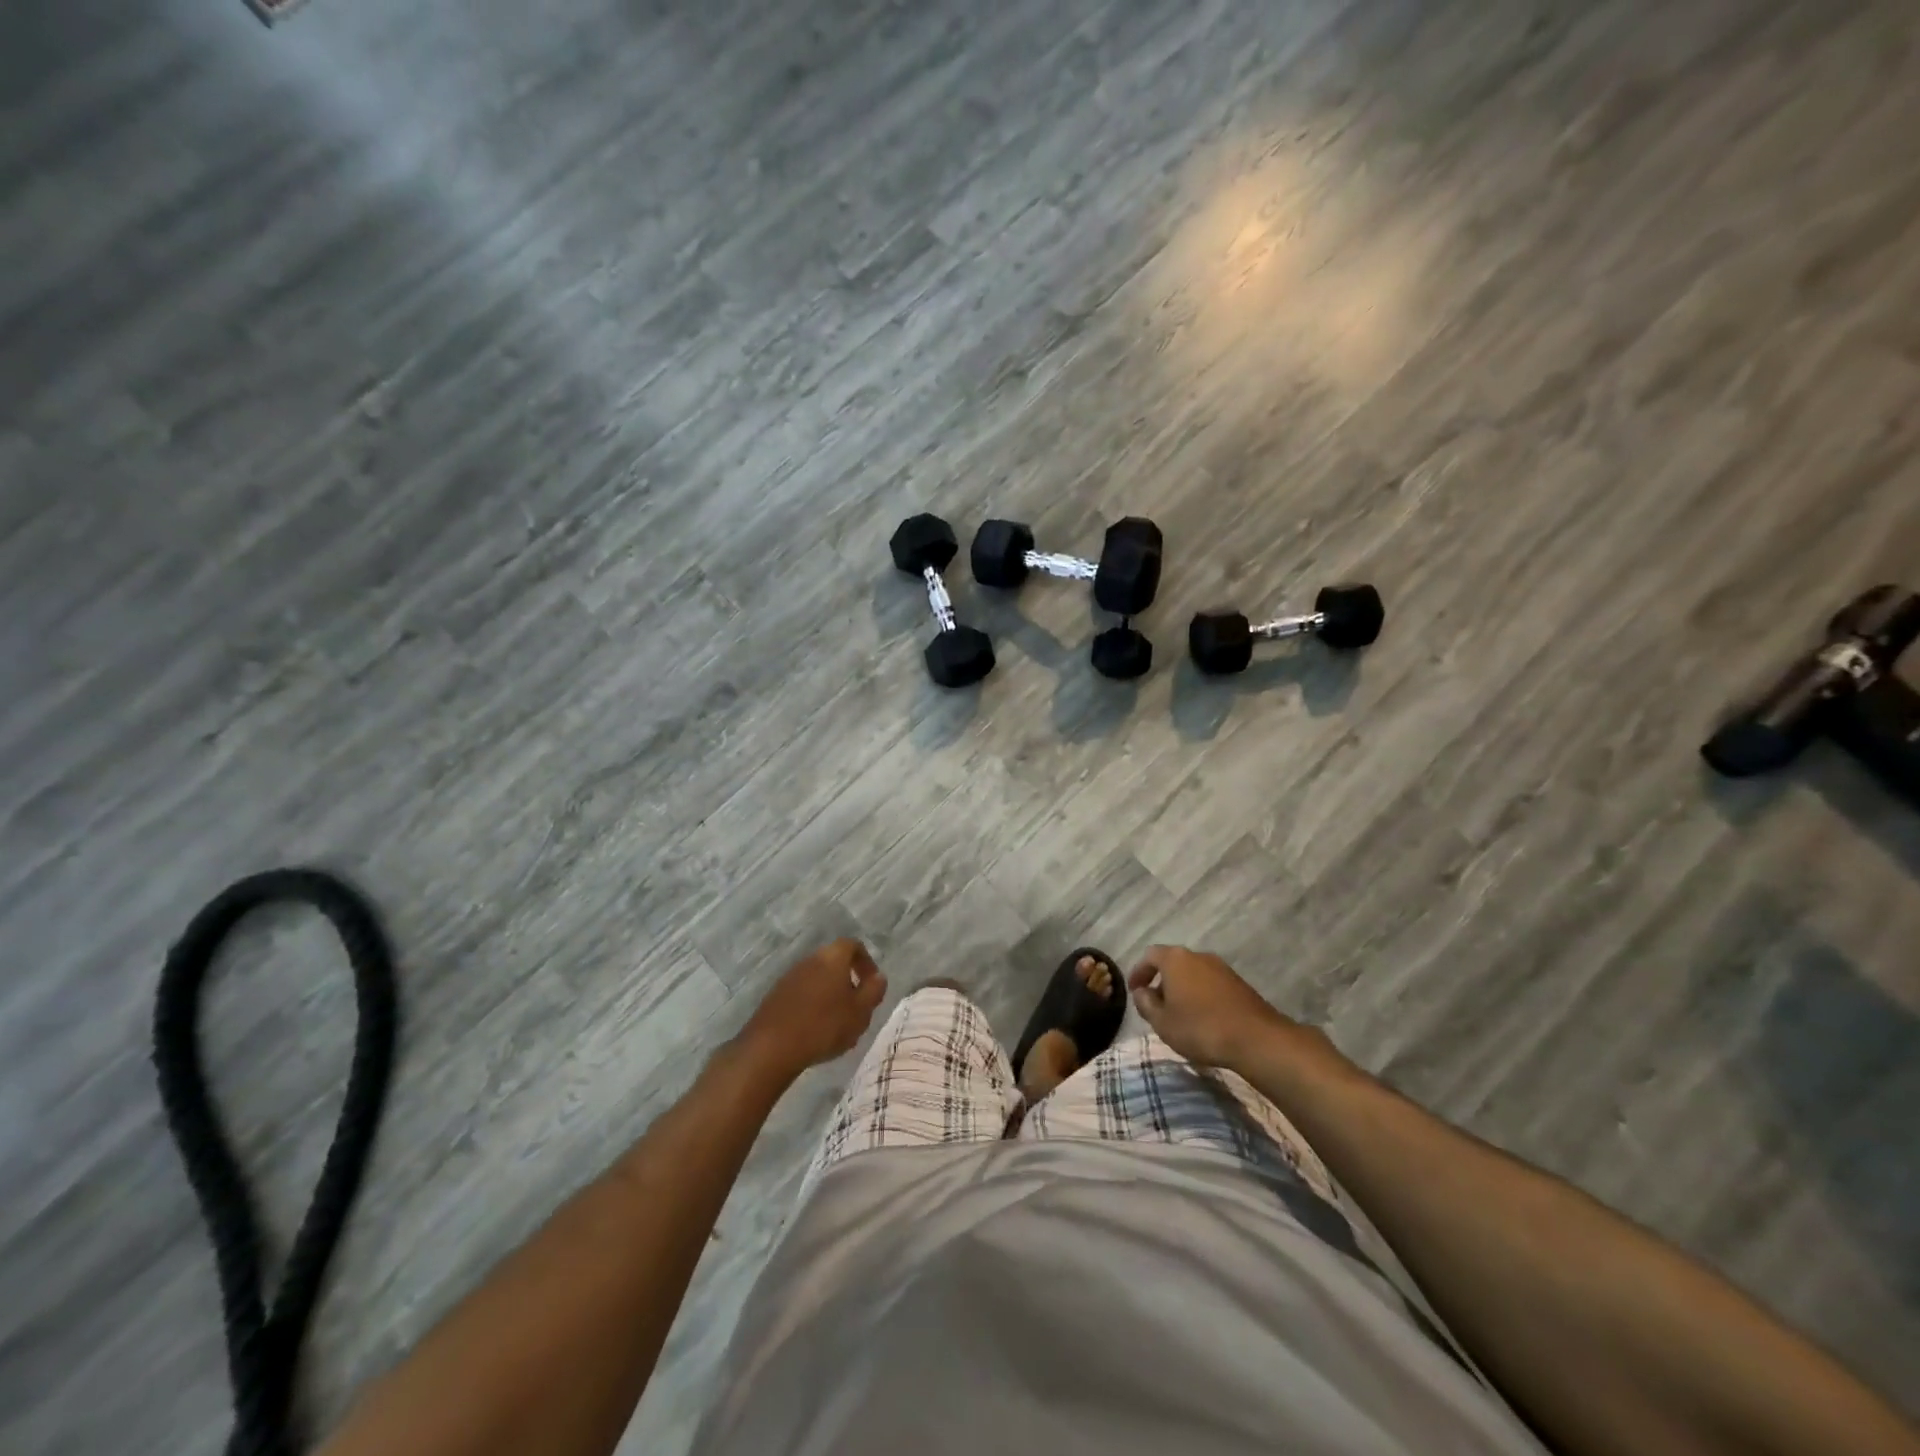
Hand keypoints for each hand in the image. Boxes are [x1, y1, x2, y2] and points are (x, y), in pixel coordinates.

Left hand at [736, 939, 886, 1081]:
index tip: (871, 985)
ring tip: (836, 1023)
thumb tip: (878, 977)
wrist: (771, 1047)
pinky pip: (802, 993)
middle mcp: (810, 959)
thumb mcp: (860, 1012)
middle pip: (834, 962)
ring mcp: (790, 976)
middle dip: (848, 981)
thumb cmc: (824, 1026)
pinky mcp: (775, 995)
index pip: (853, 945)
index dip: (866, 962)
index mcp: (832, 957)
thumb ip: (873, 991)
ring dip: (829, 994)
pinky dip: (812, 1005)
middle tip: (856, 1007)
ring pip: (817, 978)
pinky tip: (814, 1030)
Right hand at [1128, 945, 1337, 1072]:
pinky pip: (1210, 983)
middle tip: (1155, 1004)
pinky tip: (1202, 1018)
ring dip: (1182, 989)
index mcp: (1175, 959)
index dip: (1139, 971)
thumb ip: (1146, 1004)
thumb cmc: (1201, 1028)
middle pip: (1172, 962)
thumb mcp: (1162, 1022)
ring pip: (1193, 973)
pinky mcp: (1238, 983)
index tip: (1134, 990)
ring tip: (1178, 1014)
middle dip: (1161, 981)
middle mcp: (1198, 955)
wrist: (1256, 1039)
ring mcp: (1221, 968)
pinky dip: (1200, 995)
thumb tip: (1142, 992)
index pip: (1150, 955)